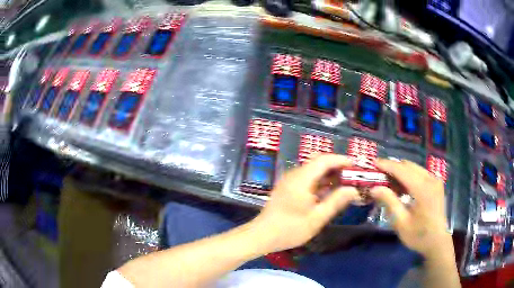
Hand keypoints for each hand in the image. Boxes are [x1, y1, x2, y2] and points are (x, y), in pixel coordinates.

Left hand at [251, 154, 359, 252]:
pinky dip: (319, 181)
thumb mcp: (317, 218)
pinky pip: (307, 178)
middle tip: (351, 176)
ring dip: (328, 174)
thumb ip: (336, 201)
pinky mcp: (287, 187)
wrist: (262, 235)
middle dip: (336, 166)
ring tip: (344, 184)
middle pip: (318, 161)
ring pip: (312, 169)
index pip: (324, 160)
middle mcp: (294, 174)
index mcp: (302, 179)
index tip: (355, 166)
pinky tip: (328, 192)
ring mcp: (289, 180)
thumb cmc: (289, 229)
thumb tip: (353, 189)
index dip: (341, 160)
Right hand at [370, 159, 452, 257]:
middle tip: (379, 172)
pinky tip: (402, 185)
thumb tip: (374, 188)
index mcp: (423, 189)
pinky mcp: (436, 183)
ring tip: (388, 179)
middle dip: (393, 166)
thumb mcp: (401, 223)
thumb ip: (390, 202)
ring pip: (415, 167)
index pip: (402, 170)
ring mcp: (435, 180)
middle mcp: (431, 179)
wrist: (437, 241)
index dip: (387, 165)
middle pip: (409, 165)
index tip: (374, 162)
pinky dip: (409, 175)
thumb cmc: (419, 235)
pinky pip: (420, 173)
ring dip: (401, 170)